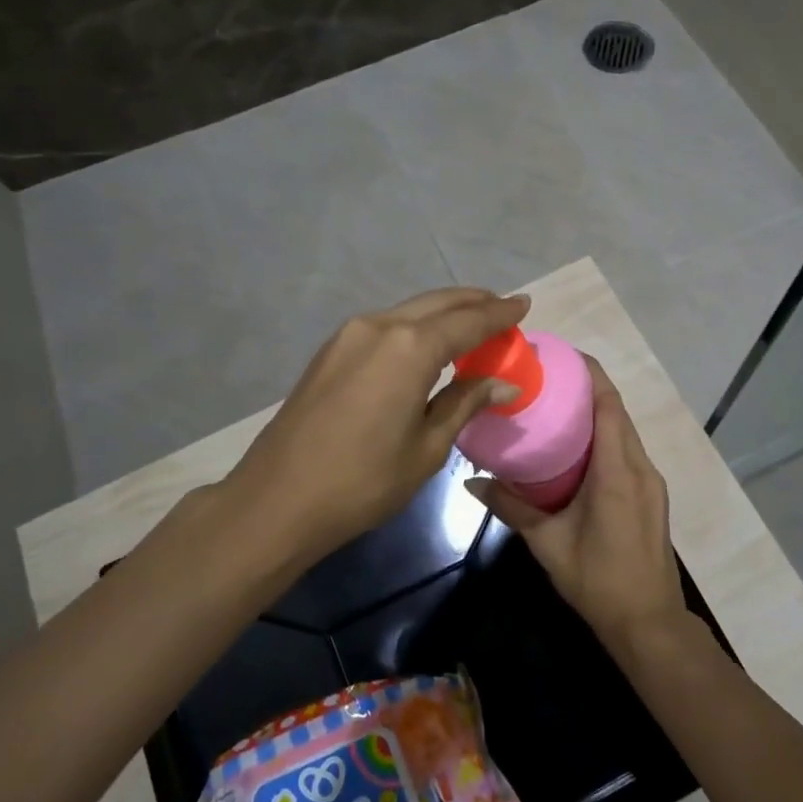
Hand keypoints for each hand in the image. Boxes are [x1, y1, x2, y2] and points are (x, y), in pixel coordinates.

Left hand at [222, 287, 531, 569]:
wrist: (278, 498)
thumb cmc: (363, 481)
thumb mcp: (427, 447)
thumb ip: (465, 403)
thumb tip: (504, 384)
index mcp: (409, 347)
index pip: (468, 321)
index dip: (499, 314)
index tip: (524, 304)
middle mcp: (379, 326)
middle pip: (437, 303)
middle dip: (473, 303)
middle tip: (503, 308)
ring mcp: (349, 335)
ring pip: (408, 311)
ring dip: (443, 313)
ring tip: (471, 324)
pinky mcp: (330, 351)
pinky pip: (385, 326)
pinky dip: (415, 327)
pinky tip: (427, 344)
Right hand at [467, 358, 690, 660]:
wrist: (649, 623)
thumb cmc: (598, 580)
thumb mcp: (548, 543)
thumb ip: (511, 507)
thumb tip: (472, 481)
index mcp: (617, 471)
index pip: (608, 405)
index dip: (589, 374)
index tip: (561, 355)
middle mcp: (640, 467)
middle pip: (617, 412)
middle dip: (588, 388)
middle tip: (547, 376)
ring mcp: (651, 482)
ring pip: (624, 432)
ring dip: (597, 412)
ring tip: (557, 404)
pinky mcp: (652, 495)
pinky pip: (627, 451)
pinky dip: (605, 436)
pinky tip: (577, 446)